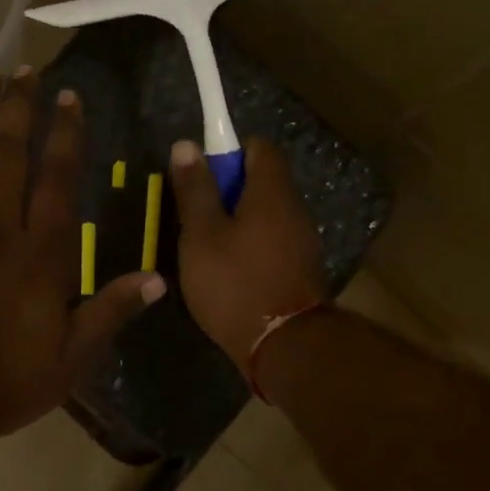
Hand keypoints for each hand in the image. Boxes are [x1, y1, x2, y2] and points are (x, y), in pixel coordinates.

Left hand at [0, 69, 164, 448]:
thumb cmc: (1, 383)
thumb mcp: (70, 359)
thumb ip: (111, 312)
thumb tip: (159, 279)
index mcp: (39, 256)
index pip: (57, 180)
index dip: (66, 134)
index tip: (71, 98)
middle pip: (9, 154)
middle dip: (21, 107)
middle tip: (28, 70)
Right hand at [169, 136, 326, 373]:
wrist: (283, 346)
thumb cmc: (235, 283)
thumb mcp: (201, 235)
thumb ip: (195, 190)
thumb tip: (187, 145)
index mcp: (272, 193)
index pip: (259, 147)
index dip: (229, 151)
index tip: (203, 174)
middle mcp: (294, 210)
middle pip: (263, 182)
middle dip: (229, 191)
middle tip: (196, 216)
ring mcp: (302, 242)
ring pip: (267, 215)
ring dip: (238, 222)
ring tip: (207, 248)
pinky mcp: (301, 270)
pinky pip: (273, 242)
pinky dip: (252, 246)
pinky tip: (229, 272)